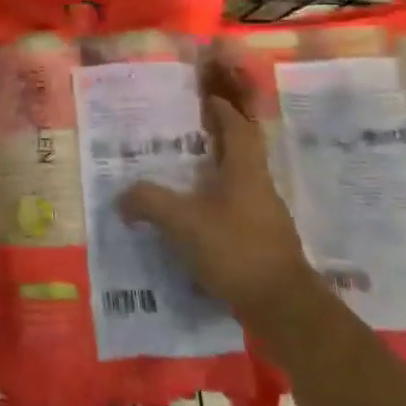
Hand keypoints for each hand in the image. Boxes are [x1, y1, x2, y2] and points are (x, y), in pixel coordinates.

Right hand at [120, 66, 311, 321]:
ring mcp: (265, 216)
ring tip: (185, 171)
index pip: (238, 128)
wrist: (283, 307)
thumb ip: (149, 203)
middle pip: (242, 150)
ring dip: (217, 170)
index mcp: (245, 171)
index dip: (223, 110)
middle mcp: (259, 187)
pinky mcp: (264, 242)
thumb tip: (122, 198)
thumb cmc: (235, 250)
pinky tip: (197, 214)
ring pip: (240, 180)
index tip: (207, 97)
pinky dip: (218, 201)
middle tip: (189, 131)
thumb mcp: (183, 223)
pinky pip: (238, 207)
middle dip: (219, 137)